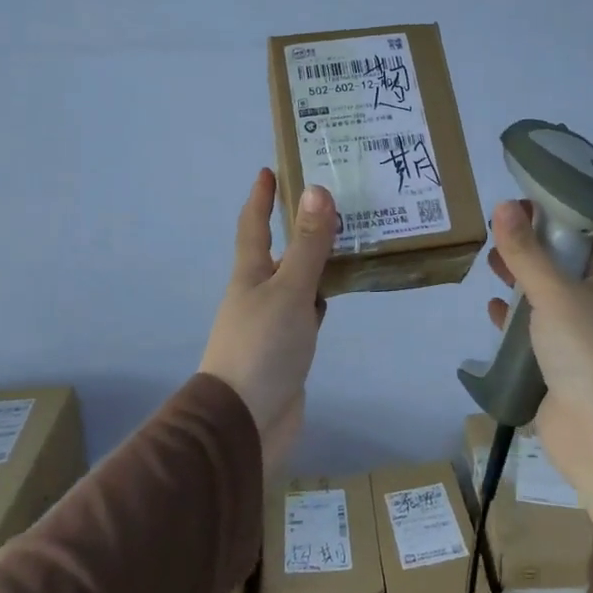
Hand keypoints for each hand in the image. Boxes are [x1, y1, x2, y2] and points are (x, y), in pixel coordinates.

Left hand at [201, 169, 337, 472]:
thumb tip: (316, 188)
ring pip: (297, 281)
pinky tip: (339, 293)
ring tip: (349, 240)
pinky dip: (322, 297)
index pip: (253, 225)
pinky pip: (308, 312)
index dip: (261, 197)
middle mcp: (259, 293)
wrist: (244, 423)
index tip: (269, 169)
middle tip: (331, 200)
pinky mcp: (289, 350)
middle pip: (279, 250)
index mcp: (250, 274)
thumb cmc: (262, 347)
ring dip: (316, 261)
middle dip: (298, 226)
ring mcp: (273, 323)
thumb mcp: (289, 290)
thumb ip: (307, 245)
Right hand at [484, 199, 592, 518]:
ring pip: (542, 298)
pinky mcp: (555, 366)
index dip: (550, 216)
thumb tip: (503, 205)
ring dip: (518, 281)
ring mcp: (575, 337)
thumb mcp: (554, 293)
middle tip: (494, 231)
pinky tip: (492, 311)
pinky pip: (530, 333)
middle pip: (558, 265)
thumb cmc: (587, 352)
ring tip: (489, 263)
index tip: (515, 204)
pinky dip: (512, 319)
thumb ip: (526, 252)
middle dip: (528, 247)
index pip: (580, 236)